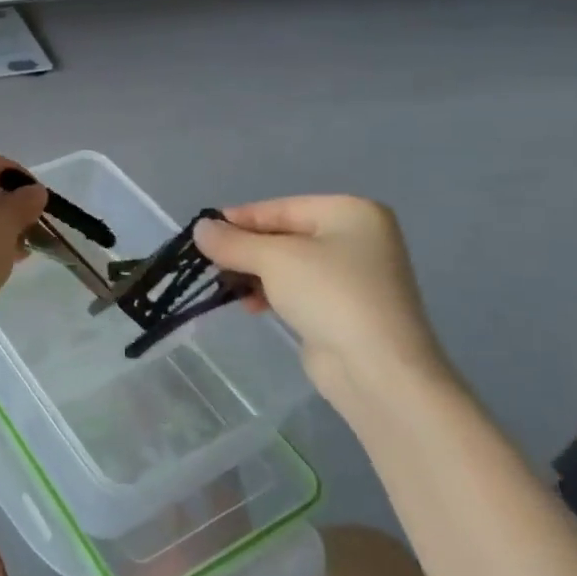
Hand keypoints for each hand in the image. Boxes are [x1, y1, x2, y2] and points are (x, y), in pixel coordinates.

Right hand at [193, 196, 454, 413]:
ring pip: (289, 264)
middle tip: (208, 262)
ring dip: (254, 273)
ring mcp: (354, 275)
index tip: (201, 232)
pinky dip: (272, 293)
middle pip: (285, 235)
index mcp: (350, 212)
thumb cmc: (329, 295)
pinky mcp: (346, 308)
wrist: (377, 368)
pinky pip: (299, 289)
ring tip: (225, 287)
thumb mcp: (273, 259)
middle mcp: (358, 237)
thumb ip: (233, 242)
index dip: (238, 219)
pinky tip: (251, 306)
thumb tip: (200, 228)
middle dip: (245, 249)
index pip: (280, 207)